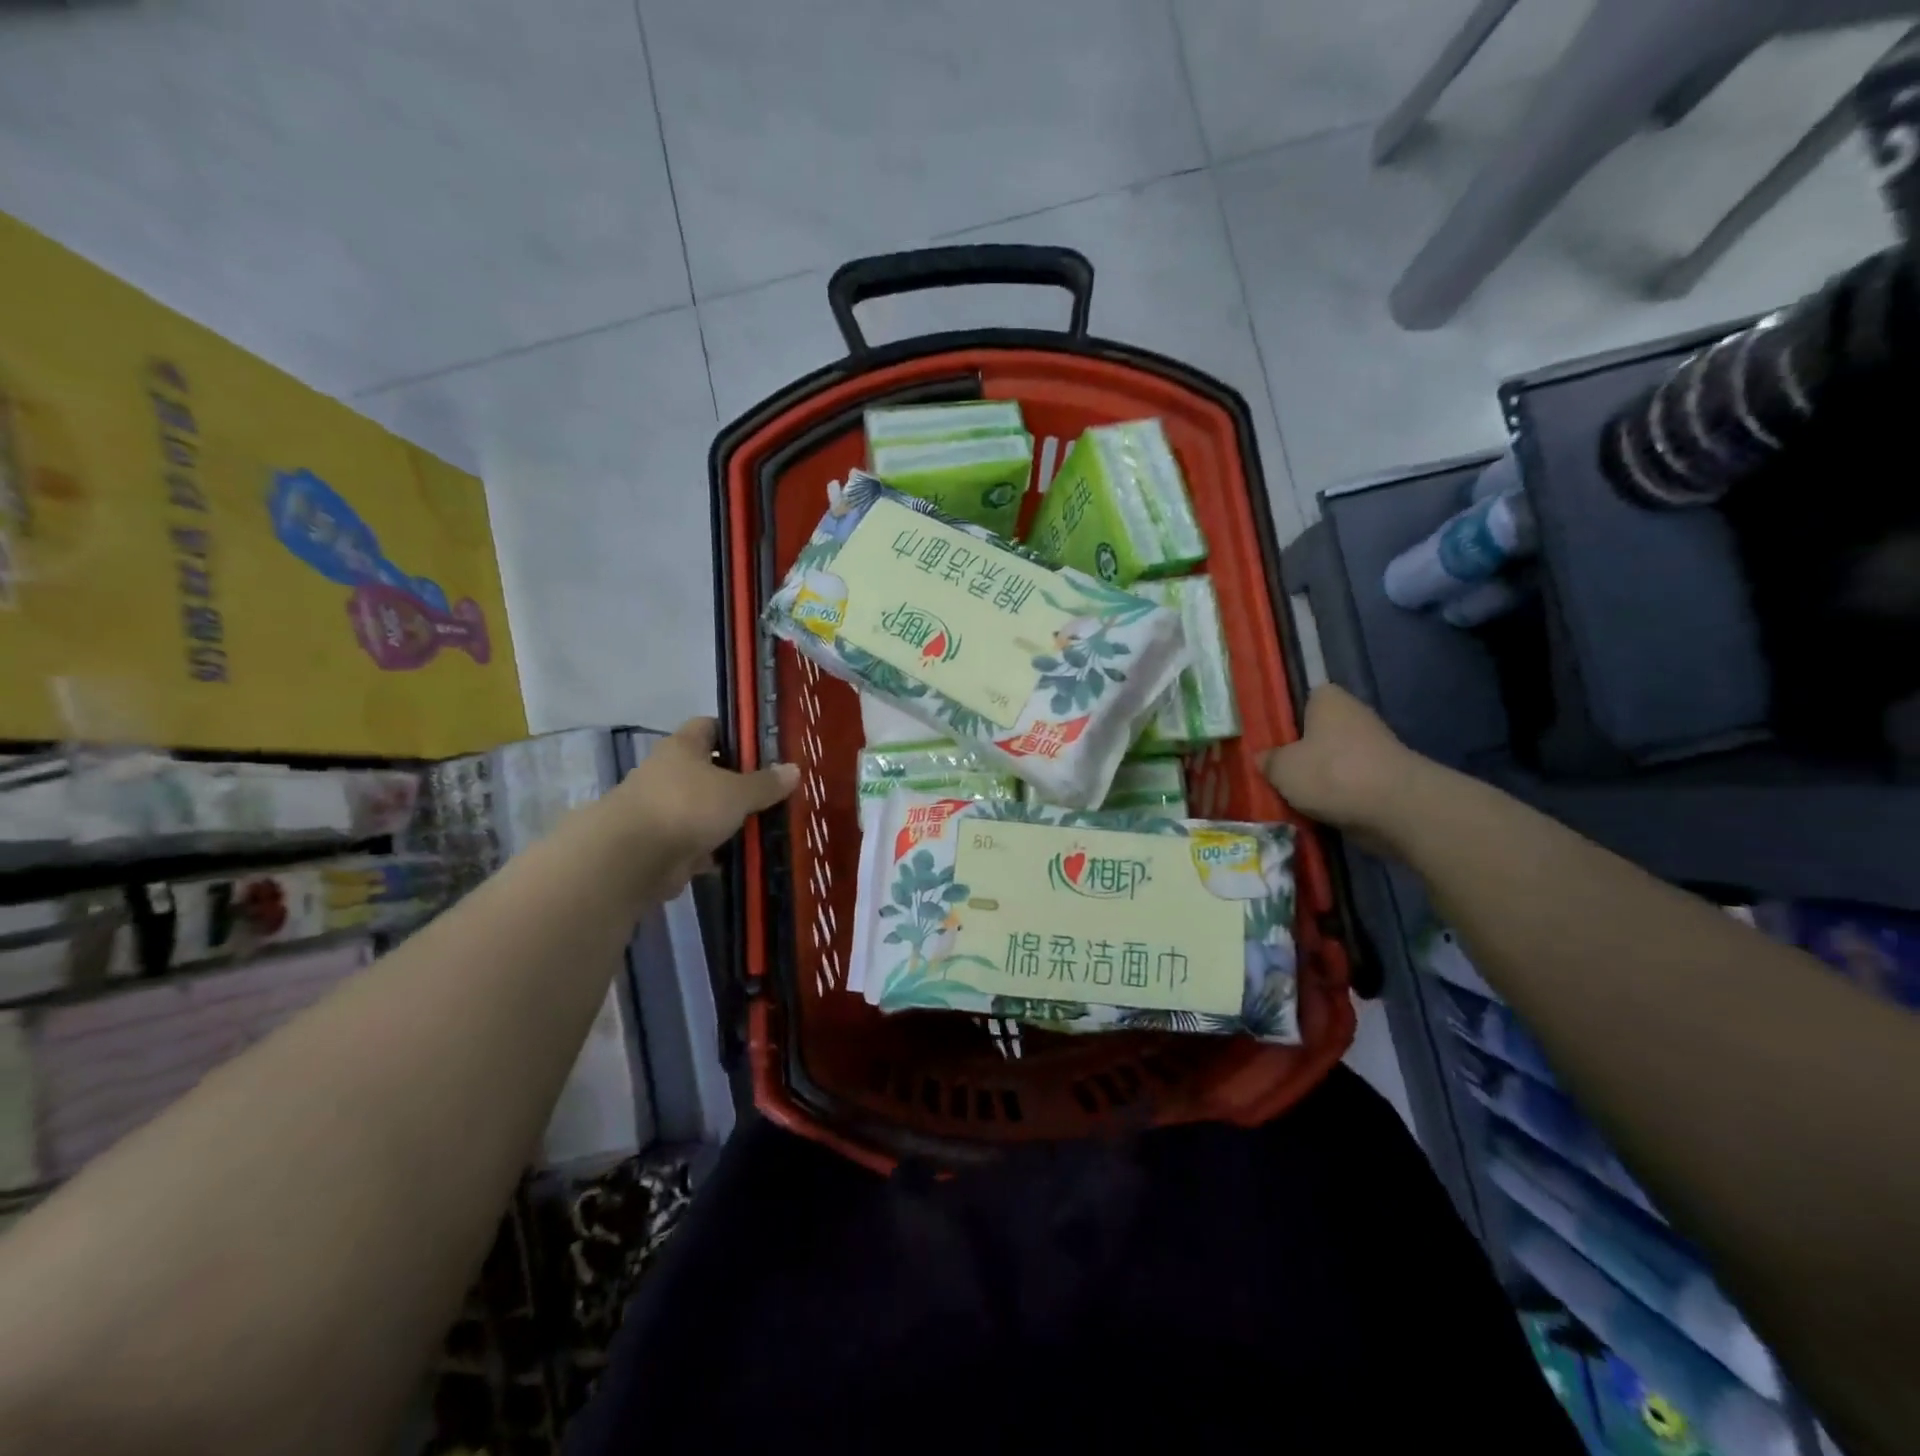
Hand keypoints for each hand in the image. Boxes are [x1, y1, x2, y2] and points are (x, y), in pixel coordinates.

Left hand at [599, 718, 798, 895]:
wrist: (631, 858)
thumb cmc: (686, 807)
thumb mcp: (737, 792)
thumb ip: (765, 783)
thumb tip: (794, 770)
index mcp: (682, 747)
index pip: (709, 726)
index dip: (736, 733)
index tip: (764, 748)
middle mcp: (667, 773)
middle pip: (707, 770)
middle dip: (737, 782)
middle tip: (772, 791)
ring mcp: (661, 809)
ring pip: (702, 809)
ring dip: (725, 819)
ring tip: (763, 826)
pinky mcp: (659, 844)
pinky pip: (694, 842)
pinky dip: (713, 850)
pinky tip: (740, 856)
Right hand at [1257, 686, 1424, 837]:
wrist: (1396, 808)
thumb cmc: (1331, 773)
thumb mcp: (1282, 768)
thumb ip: (1268, 760)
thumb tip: (1263, 758)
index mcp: (1329, 700)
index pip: (1305, 698)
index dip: (1287, 717)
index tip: (1271, 739)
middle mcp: (1354, 715)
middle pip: (1319, 731)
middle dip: (1302, 751)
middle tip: (1276, 771)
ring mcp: (1375, 746)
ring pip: (1334, 758)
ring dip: (1319, 776)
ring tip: (1293, 796)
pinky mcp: (1387, 775)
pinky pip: (1351, 781)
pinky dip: (1338, 794)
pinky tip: (1318, 810)